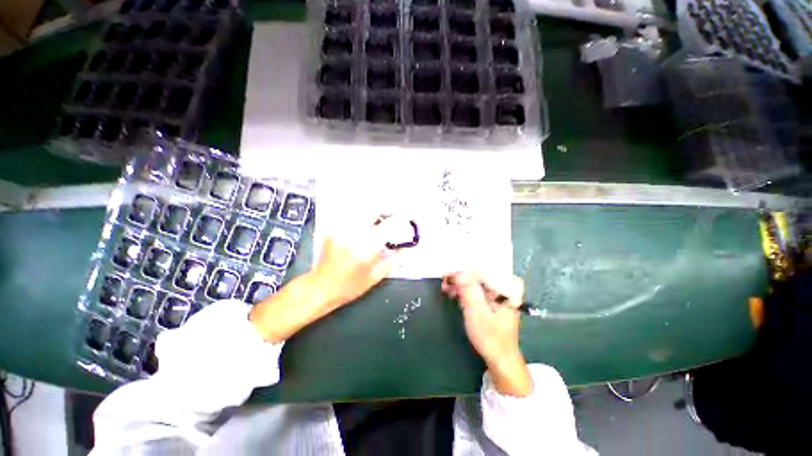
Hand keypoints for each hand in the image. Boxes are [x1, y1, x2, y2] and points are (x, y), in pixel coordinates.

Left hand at [249, 217, 398, 342]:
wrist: (319, 287)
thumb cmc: (349, 287)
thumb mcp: (375, 277)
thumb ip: (392, 260)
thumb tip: (406, 248)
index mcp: (365, 248)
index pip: (387, 226)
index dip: (399, 220)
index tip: (406, 218)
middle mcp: (353, 234)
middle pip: (372, 210)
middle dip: (385, 210)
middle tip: (391, 216)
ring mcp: (341, 229)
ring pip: (361, 209)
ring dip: (373, 212)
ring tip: (379, 219)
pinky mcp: (333, 229)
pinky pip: (351, 215)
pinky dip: (361, 215)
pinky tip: (364, 224)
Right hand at [442, 271, 532, 396]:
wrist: (500, 359)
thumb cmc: (490, 337)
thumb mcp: (477, 313)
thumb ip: (469, 290)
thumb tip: (460, 270)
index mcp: (507, 286)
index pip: (484, 267)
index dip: (465, 266)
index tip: (448, 269)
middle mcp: (505, 285)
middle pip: (479, 272)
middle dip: (460, 274)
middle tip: (444, 277)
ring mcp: (498, 292)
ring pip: (476, 279)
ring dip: (460, 282)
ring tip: (445, 286)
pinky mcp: (491, 298)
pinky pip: (476, 288)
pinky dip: (464, 289)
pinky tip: (452, 292)